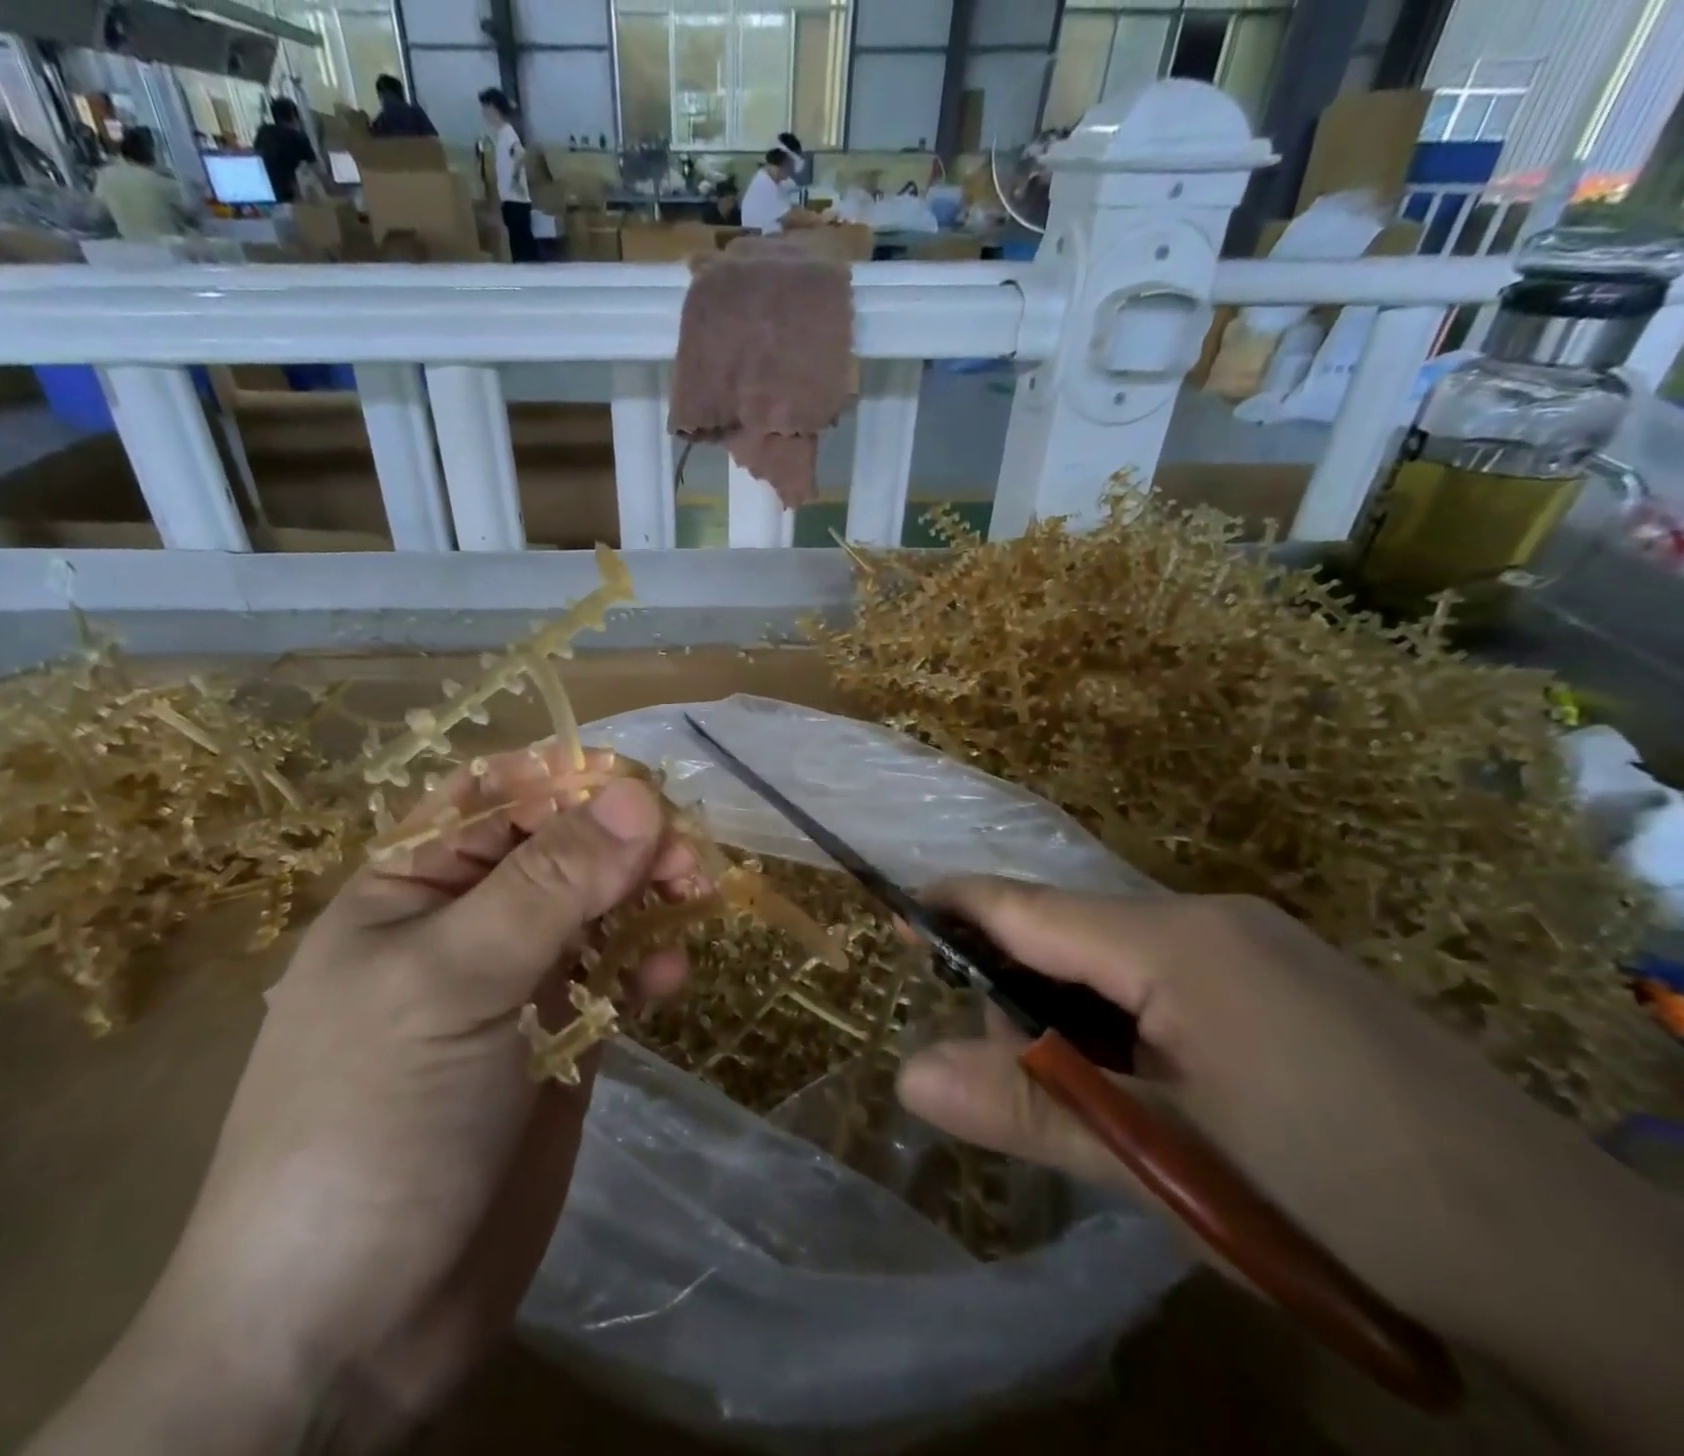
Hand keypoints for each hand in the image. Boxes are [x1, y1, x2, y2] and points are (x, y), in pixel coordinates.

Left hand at [30, 749, 691, 1454]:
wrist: (350, 1330)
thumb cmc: (374, 1122)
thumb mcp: (455, 981)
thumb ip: (550, 883)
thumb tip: (637, 795)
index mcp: (413, 884)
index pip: (494, 793)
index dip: (565, 779)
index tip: (638, 788)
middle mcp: (467, 920)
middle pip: (560, 845)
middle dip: (623, 839)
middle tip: (686, 858)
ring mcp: (516, 980)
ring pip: (597, 904)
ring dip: (646, 893)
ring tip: (692, 901)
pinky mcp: (559, 1036)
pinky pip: (615, 972)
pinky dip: (647, 960)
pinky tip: (672, 977)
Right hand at [896, 880, 1683, 1454]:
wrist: (1590, 1271)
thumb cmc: (1344, 1200)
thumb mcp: (1167, 1163)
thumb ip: (1030, 1108)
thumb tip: (907, 1075)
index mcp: (1174, 941)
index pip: (1026, 905)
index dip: (952, 906)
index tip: (892, 910)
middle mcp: (1213, 918)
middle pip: (1071, 935)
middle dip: (1024, 998)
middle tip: (1029, 1089)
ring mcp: (1263, 945)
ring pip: (1122, 960)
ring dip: (1082, 1019)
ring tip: (1106, 1111)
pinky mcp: (1296, 979)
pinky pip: (1175, 977)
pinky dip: (1135, 1023)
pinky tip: (1164, 1095)